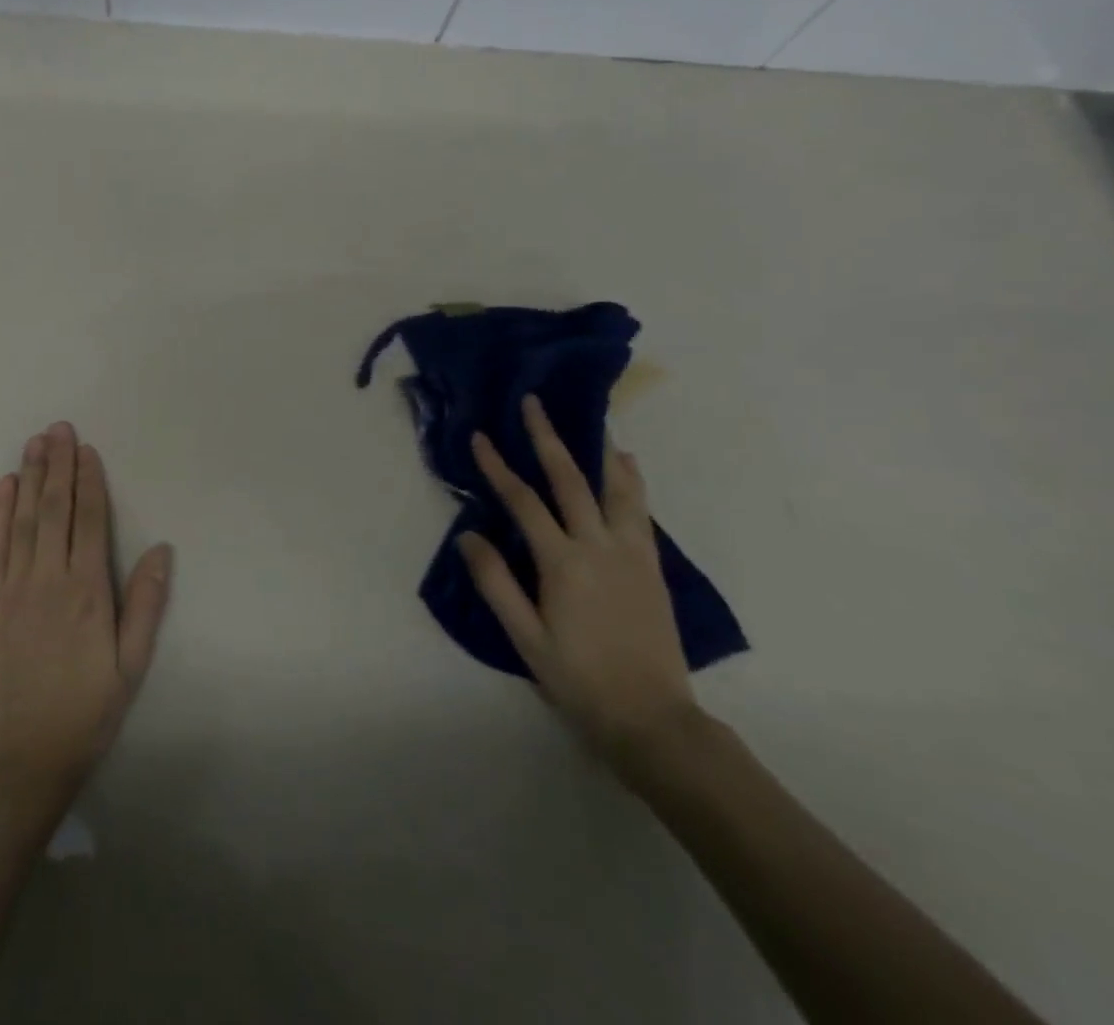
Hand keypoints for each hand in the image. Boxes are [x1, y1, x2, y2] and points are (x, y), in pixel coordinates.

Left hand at [0, 422, 172, 816]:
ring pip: (24, 519)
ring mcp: (12, 589)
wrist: (16, 765)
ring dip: (30, 477)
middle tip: (59, 428)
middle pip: (55, 509)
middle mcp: (49, 579)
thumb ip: (145, 605)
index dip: (89, 481)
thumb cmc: (83, 716)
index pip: (89, 521)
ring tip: (35, 442)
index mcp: (88, 593)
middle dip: (58, 465)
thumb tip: (162, 549)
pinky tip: (4, 486)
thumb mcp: (130, 668)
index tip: (87, 450)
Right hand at [459, 396, 698, 768]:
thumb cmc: (579, 679)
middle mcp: (600, 547)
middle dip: (548, 438)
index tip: (481, 437)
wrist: (653, 719)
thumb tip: (468, 535)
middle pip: (571, 480)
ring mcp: (633, 554)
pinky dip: (630, 481)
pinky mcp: (652, 567)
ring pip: (617, 488)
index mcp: (563, 563)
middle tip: (534, 403)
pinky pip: (641, 510)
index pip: (523, 501)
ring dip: (599, 451)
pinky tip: (625, 467)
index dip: (498, 467)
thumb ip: (496, 582)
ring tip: (591, 421)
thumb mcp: (525, 637)